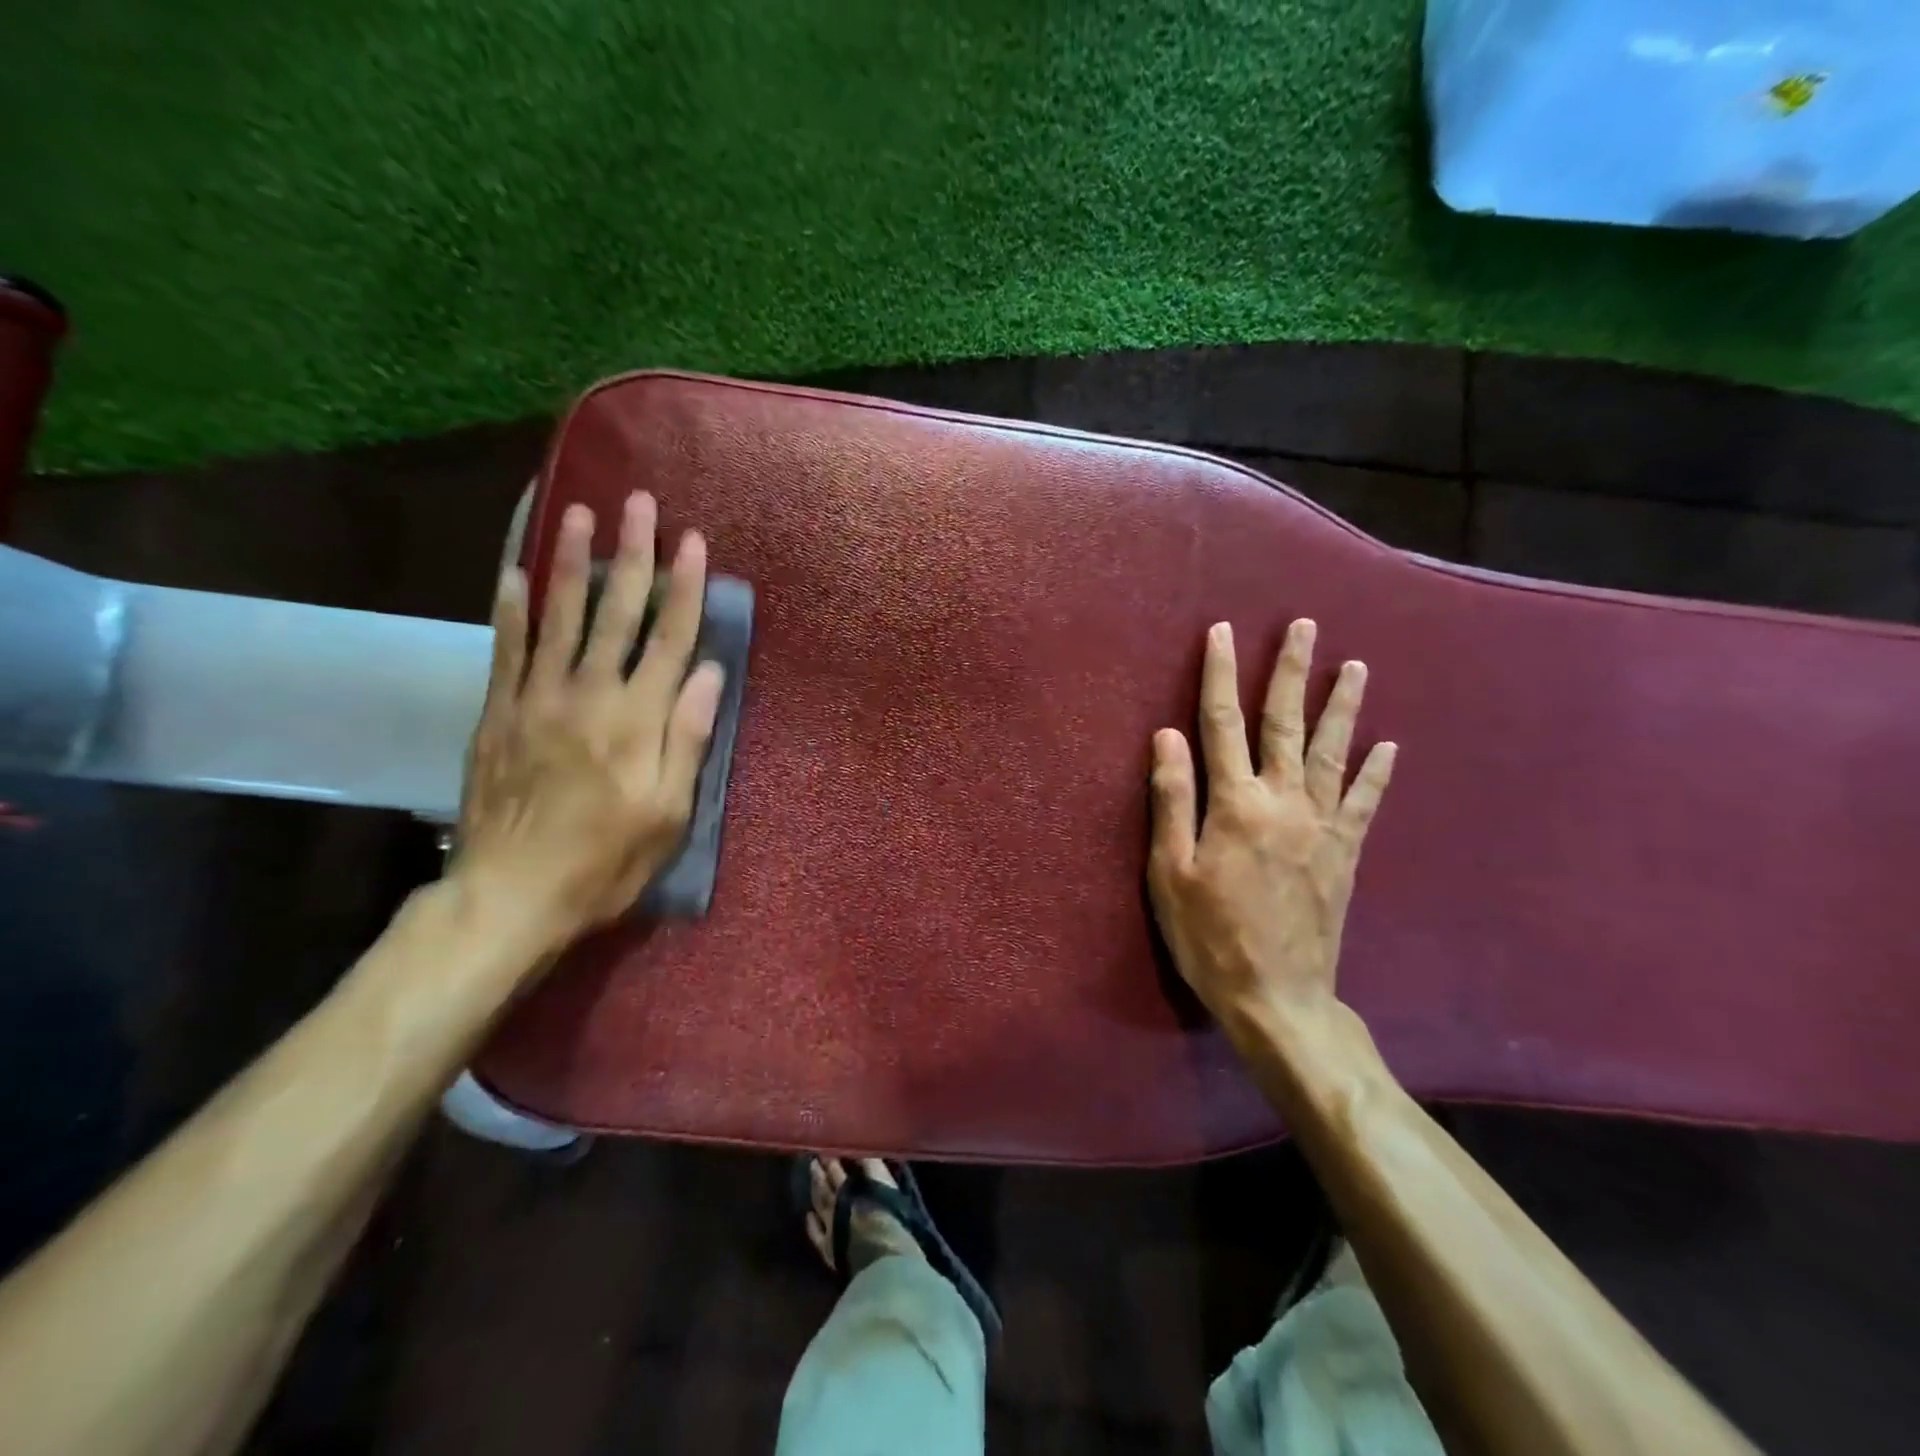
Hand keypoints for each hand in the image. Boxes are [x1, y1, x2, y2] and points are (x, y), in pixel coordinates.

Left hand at [454, 491, 723, 950]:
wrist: (510, 895)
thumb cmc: (606, 860)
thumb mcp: (669, 813)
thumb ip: (687, 737)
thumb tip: (708, 672)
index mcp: (638, 719)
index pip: (669, 638)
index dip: (685, 588)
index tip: (694, 542)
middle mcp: (589, 694)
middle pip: (616, 613)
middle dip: (632, 555)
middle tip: (638, 504)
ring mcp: (537, 699)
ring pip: (559, 617)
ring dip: (571, 563)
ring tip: (578, 514)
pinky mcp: (499, 714)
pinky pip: (505, 650)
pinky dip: (510, 610)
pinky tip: (512, 574)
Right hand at [1148, 619, 1395, 1034]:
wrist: (1277, 996)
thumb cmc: (1209, 935)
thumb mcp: (1170, 871)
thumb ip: (1172, 799)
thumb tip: (1166, 735)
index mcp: (1235, 804)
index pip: (1222, 724)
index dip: (1220, 675)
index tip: (1223, 632)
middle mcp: (1283, 802)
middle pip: (1286, 724)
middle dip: (1291, 671)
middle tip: (1305, 627)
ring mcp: (1322, 826)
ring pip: (1334, 752)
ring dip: (1342, 706)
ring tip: (1354, 665)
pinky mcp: (1344, 853)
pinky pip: (1364, 802)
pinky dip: (1376, 771)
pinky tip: (1388, 745)